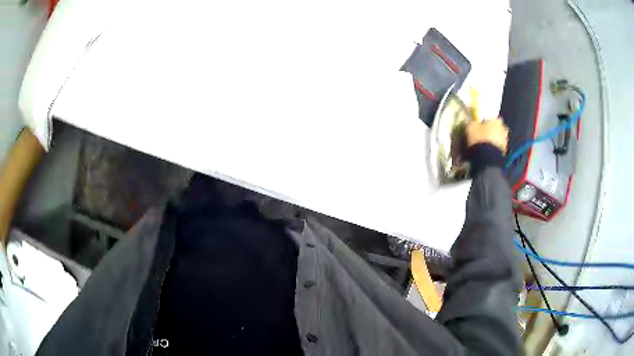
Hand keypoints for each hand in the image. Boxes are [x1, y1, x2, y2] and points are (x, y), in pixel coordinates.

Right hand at [466, 118, 508, 153]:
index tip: (481, 126)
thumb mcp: (471, 128)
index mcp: (496, 121)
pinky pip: (499, 147)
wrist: (487, 158)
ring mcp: (505, 141)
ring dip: (494, 140)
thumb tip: (474, 123)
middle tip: (485, 135)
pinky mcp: (505, 152)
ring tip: (486, 145)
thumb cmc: (479, 139)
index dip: (487, 122)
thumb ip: (473, 123)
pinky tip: (488, 151)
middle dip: (493, 131)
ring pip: (499, 138)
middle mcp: (503, 129)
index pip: (492, 118)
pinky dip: (495, 148)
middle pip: (498, 128)